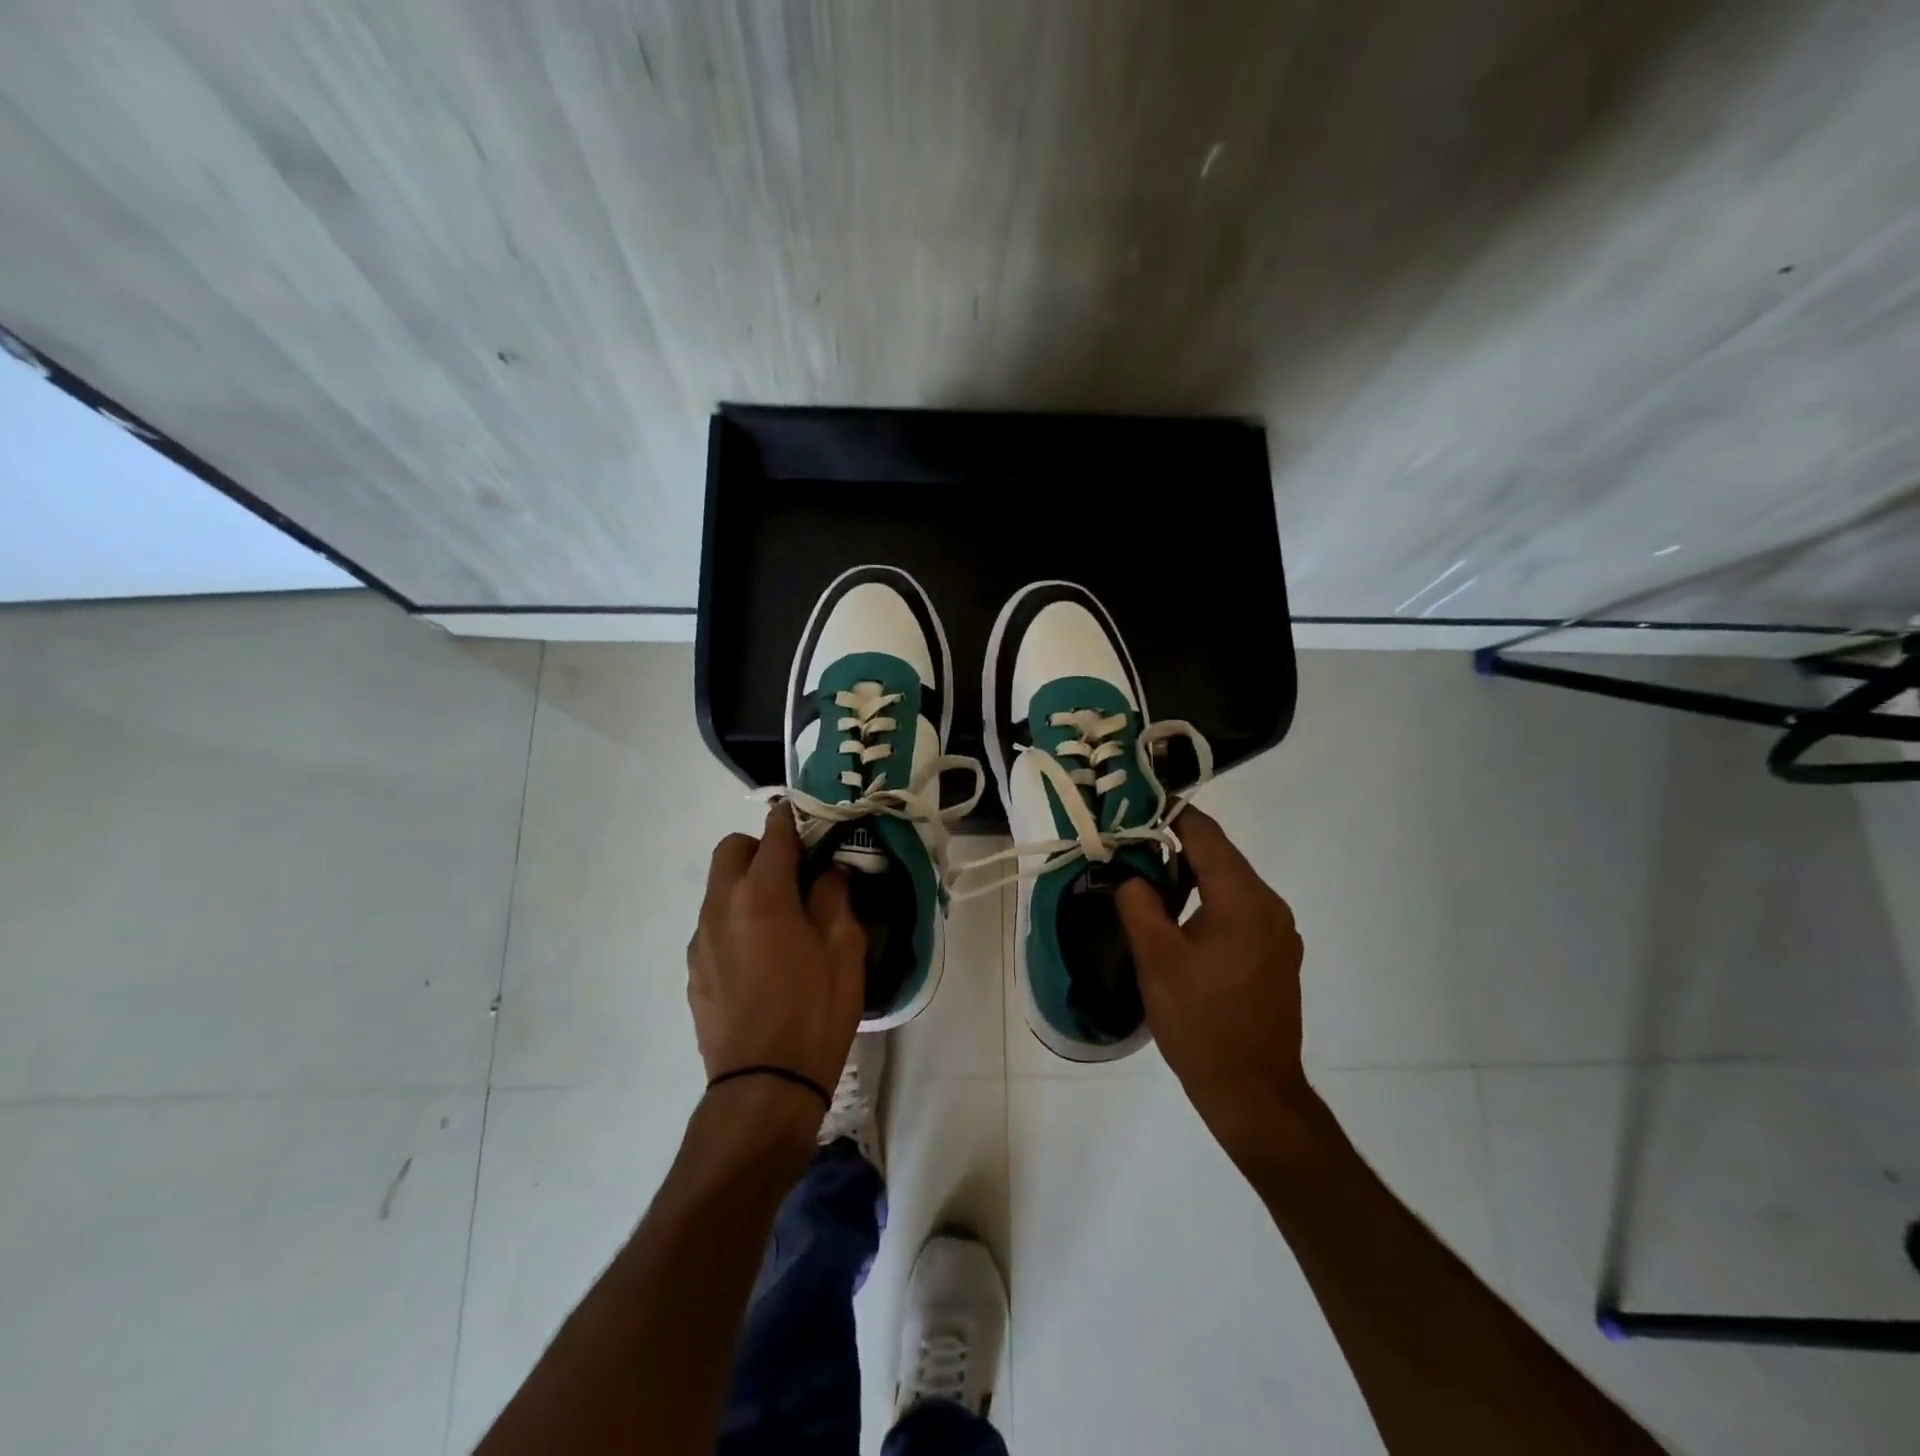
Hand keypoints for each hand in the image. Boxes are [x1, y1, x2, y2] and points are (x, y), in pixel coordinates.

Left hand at [687, 805, 865, 1103]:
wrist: (764, 1086)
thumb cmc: (815, 1012)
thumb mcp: (845, 950)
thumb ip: (835, 897)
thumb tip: (829, 872)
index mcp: (762, 894)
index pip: (775, 833)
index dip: (794, 820)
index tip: (813, 821)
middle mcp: (721, 906)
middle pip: (731, 849)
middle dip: (761, 848)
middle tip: (794, 874)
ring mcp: (700, 939)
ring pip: (718, 888)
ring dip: (746, 885)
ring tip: (780, 920)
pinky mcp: (692, 970)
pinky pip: (713, 925)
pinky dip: (735, 920)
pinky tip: (760, 958)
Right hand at [1115, 807, 1312, 1163]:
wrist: (1253, 1092)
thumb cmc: (1200, 1022)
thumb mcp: (1156, 960)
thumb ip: (1138, 904)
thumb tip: (1132, 876)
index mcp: (1244, 899)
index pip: (1205, 835)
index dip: (1169, 815)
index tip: (1133, 808)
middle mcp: (1270, 906)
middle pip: (1220, 856)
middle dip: (1174, 845)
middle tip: (1129, 846)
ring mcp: (1278, 932)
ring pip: (1229, 883)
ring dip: (1190, 875)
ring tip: (1146, 880)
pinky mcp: (1276, 954)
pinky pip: (1239, 909)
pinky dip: (1208, 901)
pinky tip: (1179, 919)